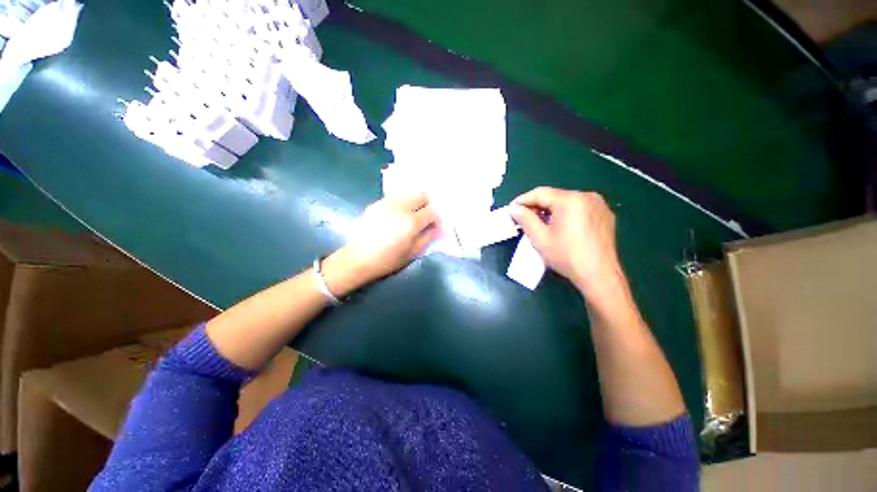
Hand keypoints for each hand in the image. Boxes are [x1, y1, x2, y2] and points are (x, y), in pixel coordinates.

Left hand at [322, 192, 439, 295]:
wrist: (358, 259)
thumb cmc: (388, 260)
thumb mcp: (412, 253)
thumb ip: (427, 237)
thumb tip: (436, 228)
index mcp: (411, 222)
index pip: (432, 211)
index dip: (436, 218)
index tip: (433, 226)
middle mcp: (401, 207)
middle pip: (421, 194)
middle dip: (427, 204)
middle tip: (424, 217)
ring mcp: (387, 203)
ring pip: (408, 193)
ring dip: (414, 202)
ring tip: (411, 215)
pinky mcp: (376, 204)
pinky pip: (395, 198)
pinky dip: (401, 203)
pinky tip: (396, 216)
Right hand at [509, 187, 621, 295]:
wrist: (600, 276)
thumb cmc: (567, 257)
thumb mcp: (540, 238)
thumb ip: (525, 219)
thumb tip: (514, 208)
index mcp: (570, 200)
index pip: (540, 193)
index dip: (522, 200)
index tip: (511, 210)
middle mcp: (587, 196)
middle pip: (554, 196)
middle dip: (536, 206)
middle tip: (523, 219)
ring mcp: (598, 204)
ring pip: (566, 202)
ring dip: (550, 210)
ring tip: (540, 225)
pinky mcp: (604, 214)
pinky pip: (578, 208)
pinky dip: (565, 214)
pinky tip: (559, 228)